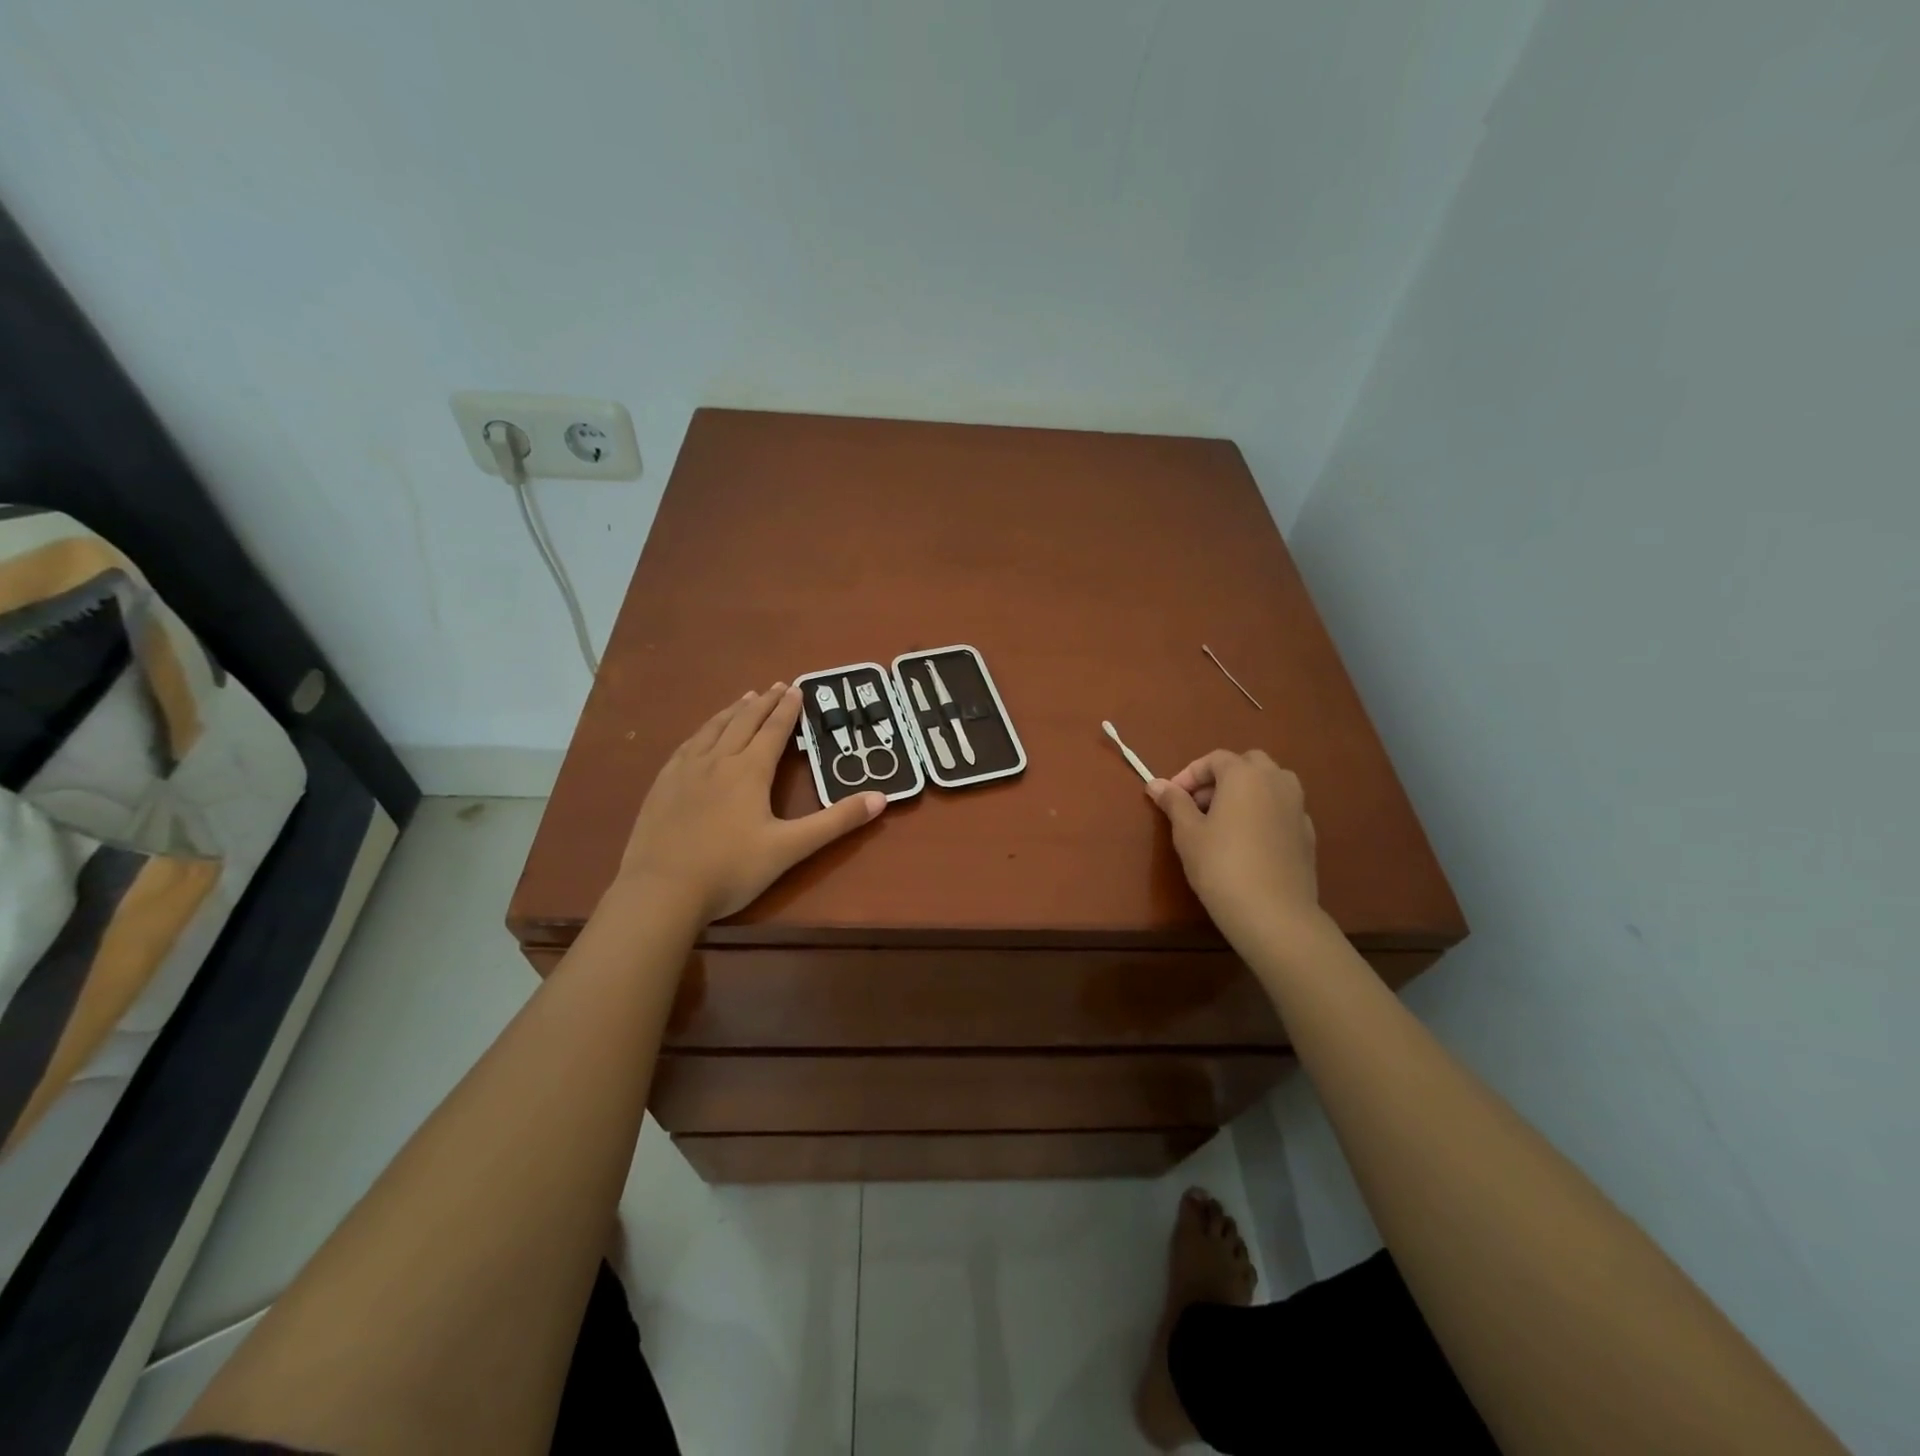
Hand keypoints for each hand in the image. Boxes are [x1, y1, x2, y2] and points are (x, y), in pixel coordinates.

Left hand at [615, 685, 885, 923]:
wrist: (661, 891)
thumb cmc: (731, 870)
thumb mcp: (790, 848)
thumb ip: (835, 822)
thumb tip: (881, 798)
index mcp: (749, 771)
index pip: (774, 731)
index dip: (788, 709)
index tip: (797, 688)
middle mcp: (717, 761)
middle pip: (743, 722)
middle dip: (763, 703)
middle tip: (776, 686)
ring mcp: (685, 771)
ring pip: (713, 729)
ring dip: (732, 711)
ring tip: (744, 698)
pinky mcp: (662, 786)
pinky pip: (686, 746)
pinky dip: (702, 731)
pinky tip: (701, 735)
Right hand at [1147, 751, 1322, 946]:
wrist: (1274, 913)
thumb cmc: (1221, 865)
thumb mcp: (1187, 833)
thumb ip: (1174, 802)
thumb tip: (1155, 784)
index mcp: (1245, 775)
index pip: (1215, 759)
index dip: (1190, 774)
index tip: (1172, 797)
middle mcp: (1276, 782)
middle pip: (1248, 764)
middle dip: (1222, 777)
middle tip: (1199, 804)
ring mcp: (1298, 807)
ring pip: (1271, 784)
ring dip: (1247, 792)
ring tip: (1224, 820)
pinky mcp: (1308, 834)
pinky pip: (1282, 810)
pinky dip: (1263, 813)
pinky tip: (1248, 841)